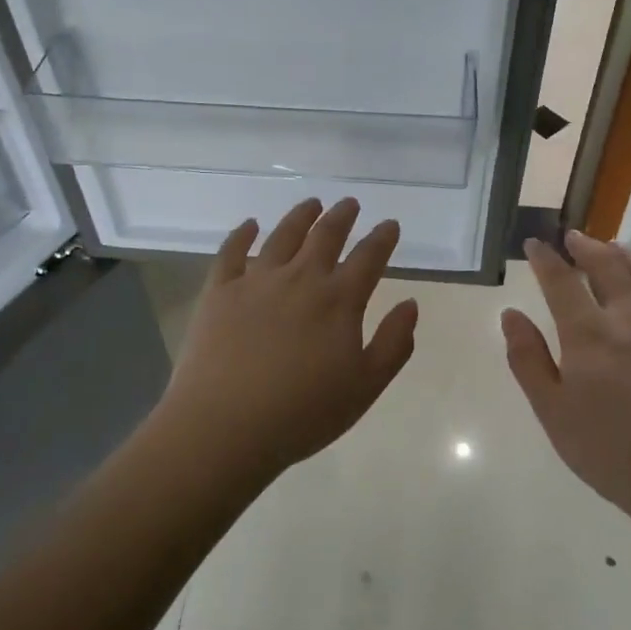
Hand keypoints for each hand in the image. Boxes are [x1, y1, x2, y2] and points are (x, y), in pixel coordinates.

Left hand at [155, 199, 418, 482]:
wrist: (225, 426)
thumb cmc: (303, 413)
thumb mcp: (364, 387)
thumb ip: (393, 343)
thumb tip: (411, 304)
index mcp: (338, 300)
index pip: (368, 257)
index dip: (382, 238)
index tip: (390, 224)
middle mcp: (300, 278)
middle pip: (325, 236)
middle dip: (342, 216)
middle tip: (350, 203)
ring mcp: (256, 280)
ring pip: (283, 235)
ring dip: (301, 216)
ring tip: (311, 203)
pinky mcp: (219, 291)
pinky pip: (231, 252)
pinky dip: (242, 234)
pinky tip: (249, 225)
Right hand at [501, 230, 630, 532]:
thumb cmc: (613, 452)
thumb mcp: (553, 412)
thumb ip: (528, 359)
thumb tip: (511, 315)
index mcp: (589, 334)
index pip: (561, 282)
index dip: (546, 259)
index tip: (535, 243)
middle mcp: (630, 319)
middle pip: (609, 268)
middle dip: (588, 248)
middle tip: (575, 237)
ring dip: (628, 256)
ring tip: (616, 247)